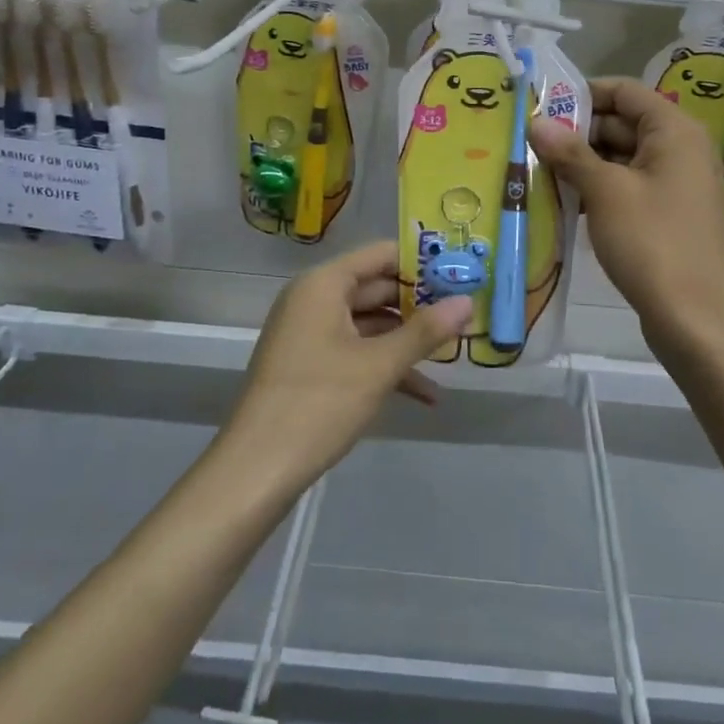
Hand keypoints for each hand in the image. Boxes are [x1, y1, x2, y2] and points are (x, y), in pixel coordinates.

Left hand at [225, 240, 472, 486]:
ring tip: (454, 354)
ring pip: (370, 323)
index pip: (381, 254)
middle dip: (421, 304)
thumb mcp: (380, 366)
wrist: (256, 469)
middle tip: (467, 313)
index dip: (422, 261)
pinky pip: (356, 351)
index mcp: (324, 284)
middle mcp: (314, 299)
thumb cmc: (319, 403)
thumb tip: (467, 302)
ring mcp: (310, 333)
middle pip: (377, 287)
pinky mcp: (310, 365)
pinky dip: (386, 365)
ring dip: (408, 340)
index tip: (463, 273)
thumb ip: (425, 331)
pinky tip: (426, 394)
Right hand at [529, 78, 723, 363]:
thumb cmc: (651, 242)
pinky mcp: (667, 213)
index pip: (624, 91)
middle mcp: (680, 149)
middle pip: (622, 123)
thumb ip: (570, 153)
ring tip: (536, 170)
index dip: (583, 94)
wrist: (694, 317)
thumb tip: (536, 122)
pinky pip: (627, 186)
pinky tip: (563, 200)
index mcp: (674, 131)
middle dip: (576, 132)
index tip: (541, 106)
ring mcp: (675, 183)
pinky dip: (598, 188)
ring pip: (621, 157)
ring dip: (583, 162)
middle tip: (529, 142)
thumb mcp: (605, 191)